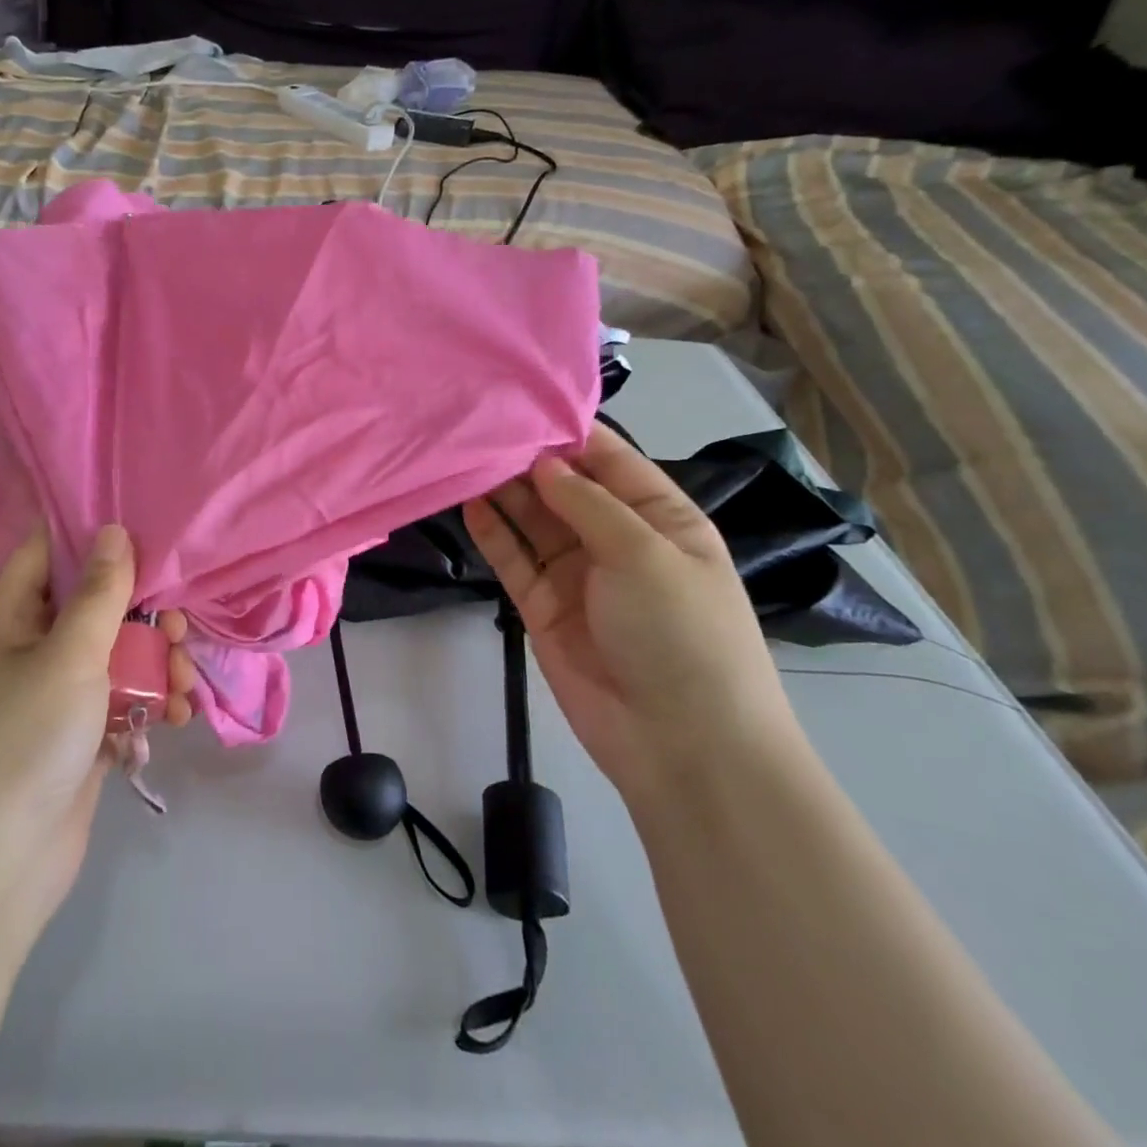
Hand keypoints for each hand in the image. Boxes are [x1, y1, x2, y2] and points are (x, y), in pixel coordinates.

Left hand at [0, 524, 196, 934]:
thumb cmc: (23, 740)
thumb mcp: (67, 656)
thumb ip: (98, 594)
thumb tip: (113, 530)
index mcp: (15, 619)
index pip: (46, 553)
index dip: (86, 532)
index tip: (140, 520)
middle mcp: (37, 651)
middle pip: (96, 607)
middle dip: (143, 611)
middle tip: (177, 624)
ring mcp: (60, 699)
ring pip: (119, 657)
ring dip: (157, 664)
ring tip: (181, 682)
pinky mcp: (84, 740)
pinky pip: (125, 704)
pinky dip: (152, 705)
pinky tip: (178, 717)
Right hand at [463, 424, 799, 804]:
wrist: (681, 744)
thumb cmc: (682, 633)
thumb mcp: (646, 554)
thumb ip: (588, 504)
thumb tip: (543, 461)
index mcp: (661, 519)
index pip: (611, 461)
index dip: (569, 433)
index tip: (521, 402)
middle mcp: (617, 540)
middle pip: (565, 488)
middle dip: (527, 459)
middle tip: (478, 427)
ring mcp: (577, 574)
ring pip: (533, 520)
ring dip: (504, 491)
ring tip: (464, 456)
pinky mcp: (542, 605)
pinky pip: (513, 559)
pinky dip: (492, 532)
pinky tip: (467, 503)